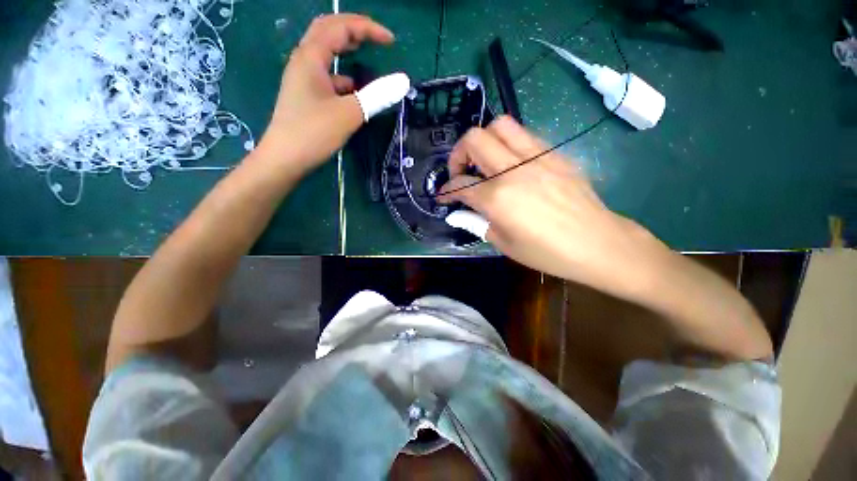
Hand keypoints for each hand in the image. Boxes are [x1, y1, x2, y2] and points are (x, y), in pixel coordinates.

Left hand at [258, 14, 394, 172]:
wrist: (285, 158)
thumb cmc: (313, 132)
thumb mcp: (349, 113)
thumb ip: (377, 95)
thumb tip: (403, 81)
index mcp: (311, 56)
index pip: (340, 27)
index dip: (367, 28)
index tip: (391, 41)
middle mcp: (304, 61)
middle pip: (328, 32)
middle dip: (355, 31)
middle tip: (377, 40)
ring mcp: (303, 79)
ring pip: (326, 54)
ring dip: (347, 51)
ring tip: (368, 58)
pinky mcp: (306, 95)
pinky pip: (327, 77)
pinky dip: (343, 77)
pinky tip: (354, 90)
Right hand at [440, 116, 669, 297]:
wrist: (597, 243)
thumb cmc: (547, 252)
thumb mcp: (503, 243)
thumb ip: (476, 222)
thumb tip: (459, 211)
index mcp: (498, 198)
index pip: (460, 184)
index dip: (446, 190)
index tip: (443, 196)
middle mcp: (513, 170)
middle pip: (474, 139)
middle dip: (458, 154)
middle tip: (461, 172)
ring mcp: (537, 157)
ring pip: (500, 125)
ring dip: (483, 141)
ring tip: (485, 162)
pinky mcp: (554, 154)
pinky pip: (524, 136)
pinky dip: (508, 145)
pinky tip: (511, 165)